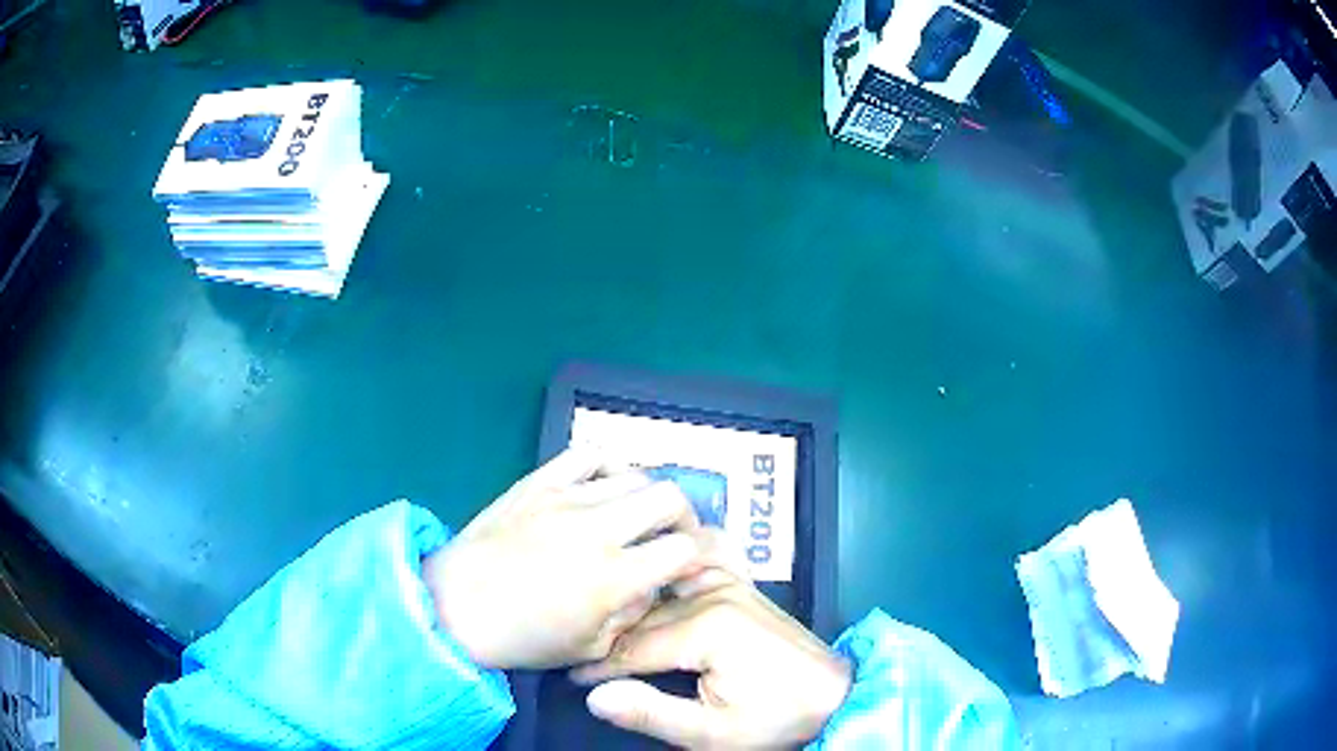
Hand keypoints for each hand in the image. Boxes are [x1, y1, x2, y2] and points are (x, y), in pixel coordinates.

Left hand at [422, 447, 706, 669]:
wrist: (454, 608)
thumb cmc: (522, 639)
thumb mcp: (592, 647)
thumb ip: (635, 613)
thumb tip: (654, 581)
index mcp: (612, 578)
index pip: (683, 548)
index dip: (697, 554)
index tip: (690, 562)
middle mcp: (595, 530)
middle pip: (669, 498)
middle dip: (683, 517)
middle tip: (671, 535)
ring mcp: (563, 499)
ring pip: (633, 474)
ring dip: (646, 496)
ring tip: (635, 514)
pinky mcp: (536, 482)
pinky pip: (586, 454)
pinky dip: (608, 465)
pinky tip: (605, 485)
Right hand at [571, 574, 852, 748]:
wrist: (834, 696)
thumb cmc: (776, 719)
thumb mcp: (712, 733)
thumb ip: (651, 714)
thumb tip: (594, 695)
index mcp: (706, 628)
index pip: (633, 647)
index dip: (598, 666)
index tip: (569, 675)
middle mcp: (714, 595)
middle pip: (644, 614)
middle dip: (609, 634)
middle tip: (578, 649)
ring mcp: (730, 584)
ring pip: (663, 583)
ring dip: (633, 597)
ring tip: (604, 611)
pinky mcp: (740, 587)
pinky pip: (700, 559)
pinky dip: (673, 559)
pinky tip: (655, 565)